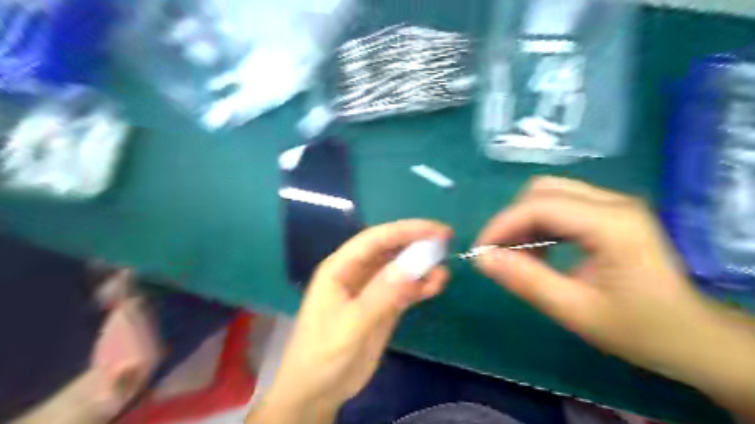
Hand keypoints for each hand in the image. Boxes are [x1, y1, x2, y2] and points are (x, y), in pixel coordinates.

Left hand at [248, 220, 449, 422]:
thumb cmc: (324, 354)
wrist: (318, 391)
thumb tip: (413, 265)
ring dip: (421, 267)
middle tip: (446, 242)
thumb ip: (381, 294)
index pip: (375, 239)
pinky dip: (420, 286)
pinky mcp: (382, 306)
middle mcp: (356, 272)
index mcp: (340, 267)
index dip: (406, 230)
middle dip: (416, 243)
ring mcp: (371, 289)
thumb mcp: (352, 324)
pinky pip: (404, 289)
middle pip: (389, 249)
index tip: (436, 230)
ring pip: (399, 269)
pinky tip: (435, 287)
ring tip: (443, 274)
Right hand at [474, 177, 753, 414]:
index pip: (539, 206)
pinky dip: (541, 224)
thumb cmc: (639, 328)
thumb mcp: (575, 310)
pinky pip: (562, 205)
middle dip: (512, 219)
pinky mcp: (610, 213)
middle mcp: (613, 203)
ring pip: (550, 194)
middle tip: (499, 252)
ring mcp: (613, 205)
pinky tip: (540, 250)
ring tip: (517, 254)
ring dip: (525, 221)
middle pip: (543, 191)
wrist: (692, 336)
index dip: (502, 225)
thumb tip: (481, 258)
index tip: (480, 251)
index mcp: (611, 224)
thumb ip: (525, 280)